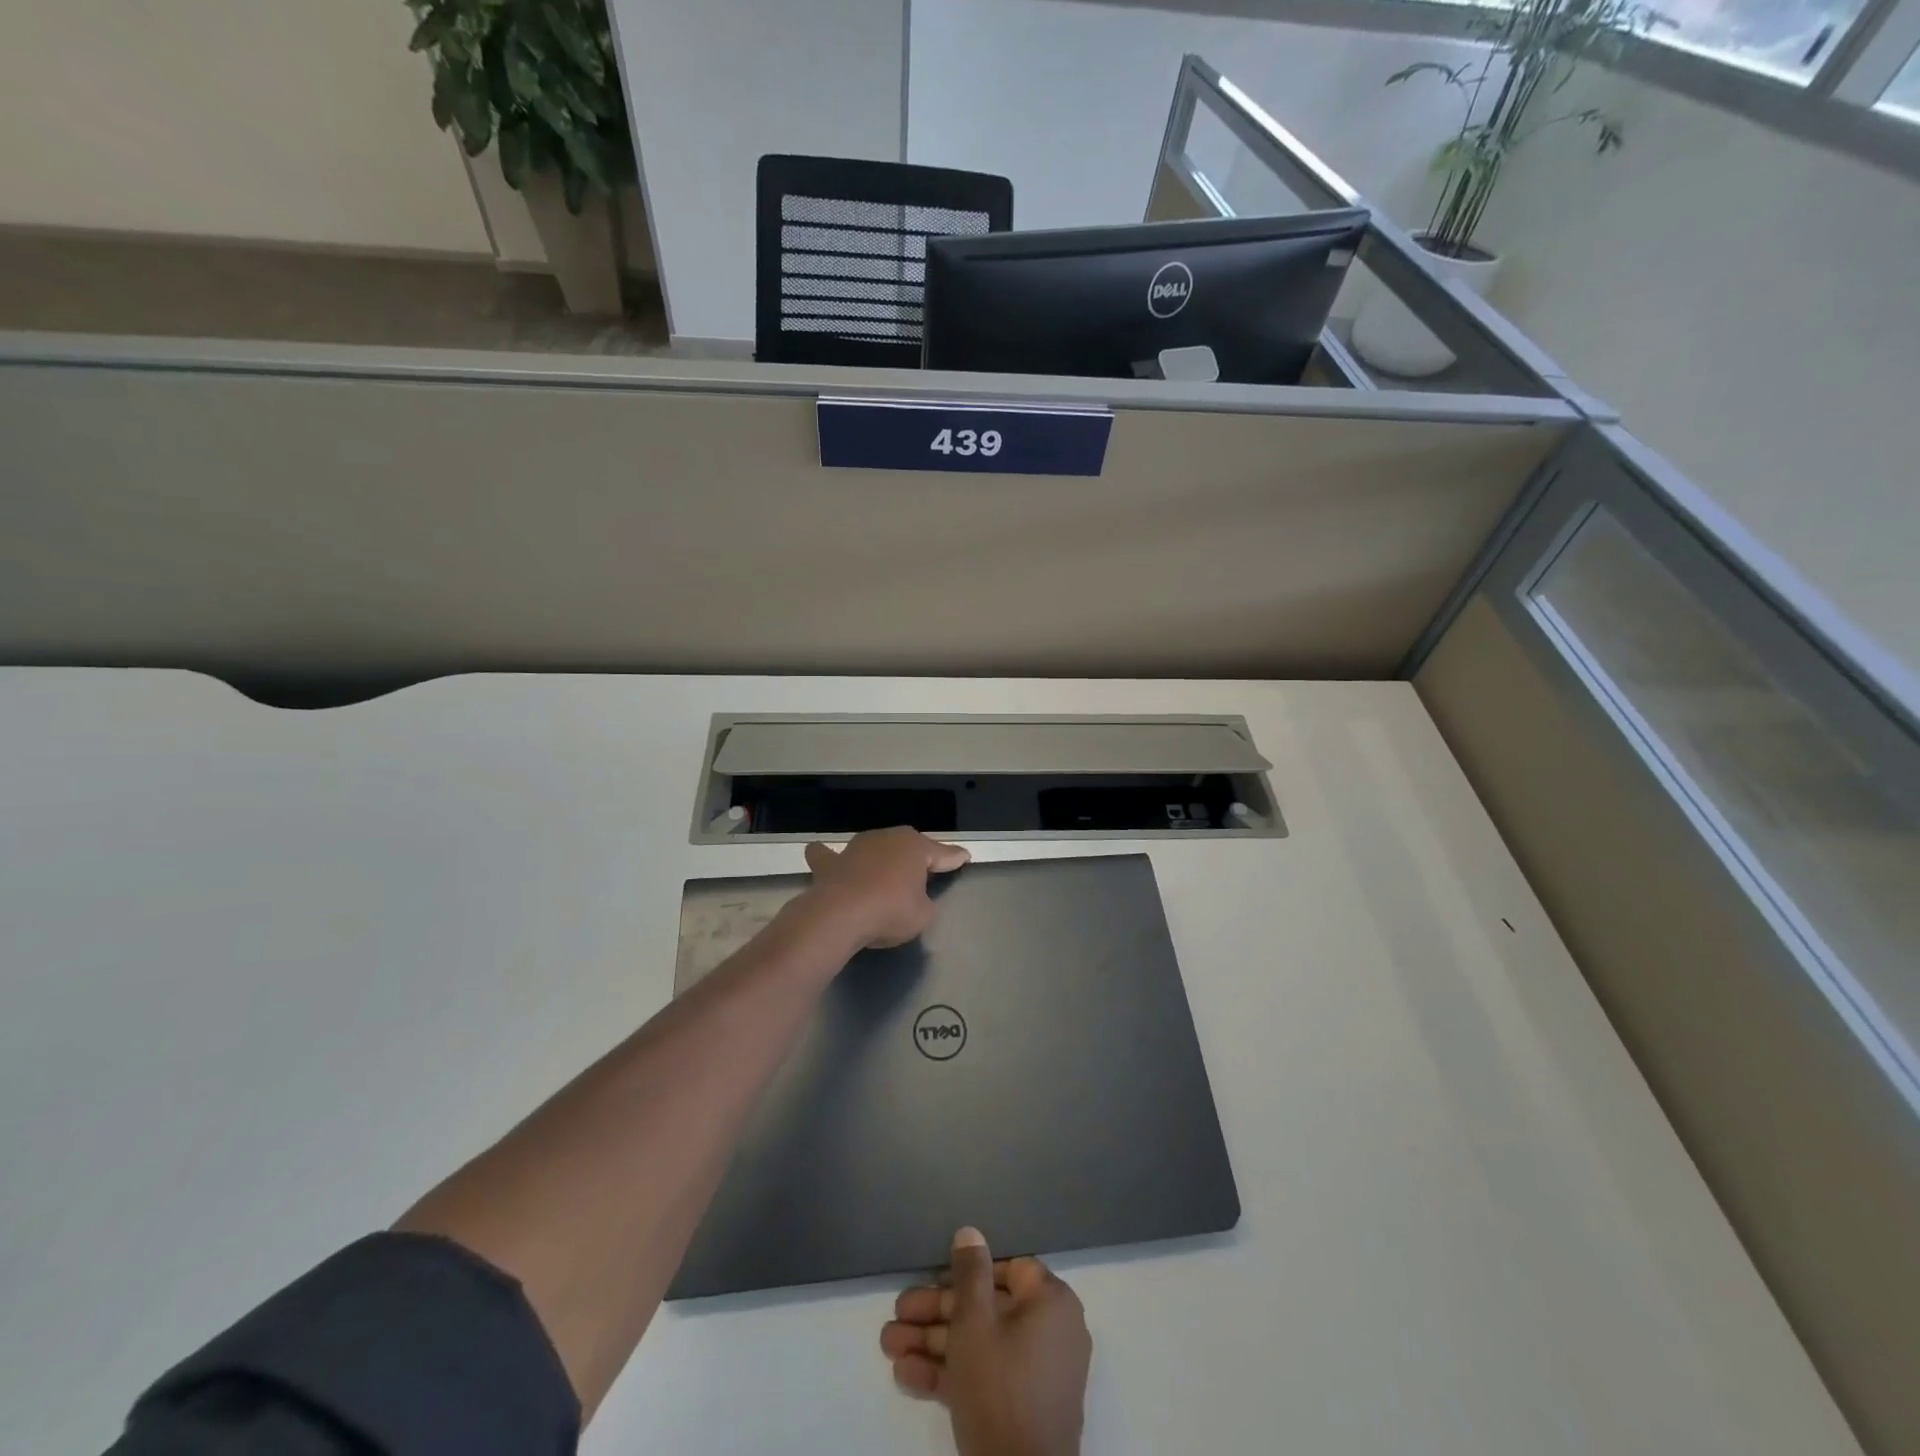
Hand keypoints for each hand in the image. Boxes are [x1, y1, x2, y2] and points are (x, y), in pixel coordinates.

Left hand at [798, 827, 970, 949]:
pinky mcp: (830, 862)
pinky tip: (828, 858)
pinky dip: (830, 857)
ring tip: (885, 869)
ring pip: (874, 846)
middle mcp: (887, 839)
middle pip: (908, 845)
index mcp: (915, 848)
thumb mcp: (923, 915)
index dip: (954, 858)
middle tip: (925, 869)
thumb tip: (917, 901)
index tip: (964, 857)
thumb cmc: (890, 912)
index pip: (942, 853)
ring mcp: (856, 847)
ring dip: (880, 856)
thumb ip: (925, 904)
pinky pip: (829, 855)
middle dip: (917, 855)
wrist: (841, 915)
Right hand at [881, 1228, 1091, 1455]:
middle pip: (987, 1308)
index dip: (970, 1268)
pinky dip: (949, 1374)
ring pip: (979, 1344)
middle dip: (937, 1310)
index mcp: (1051, 1303)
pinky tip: (905, 1373)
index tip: (936, 1272)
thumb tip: (970, 1232)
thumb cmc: (1000, 1386)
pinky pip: (984, 1376)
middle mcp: (1050, 1333)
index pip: (1009, 1268)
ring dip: (934, 1342)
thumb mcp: (975, 1321)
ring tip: (888, 1344)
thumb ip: (970, 1273)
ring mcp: (1036, 1375)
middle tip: (899, 1310)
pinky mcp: (1020, 1409)